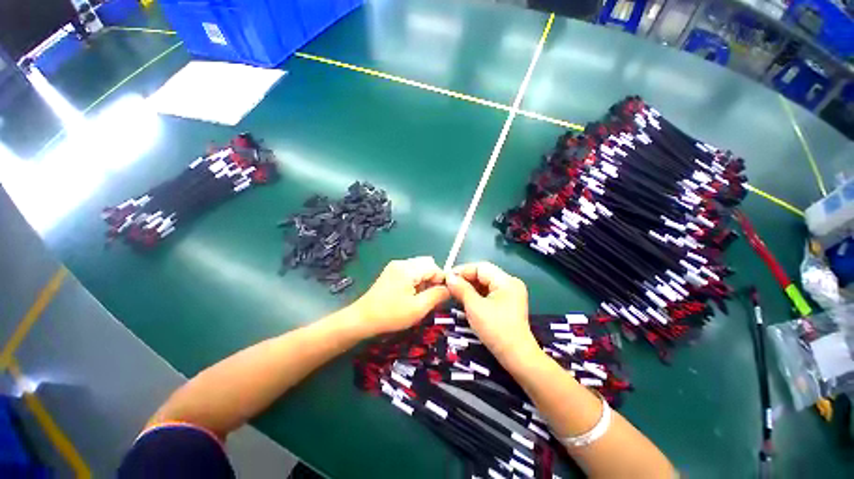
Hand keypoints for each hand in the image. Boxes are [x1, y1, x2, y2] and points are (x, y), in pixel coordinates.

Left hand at [352, 257, 449, 335]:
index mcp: (408, 269)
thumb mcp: (418, 308)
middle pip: (427, 264)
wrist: (362, 318)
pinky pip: (410, 271)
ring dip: (424, 280)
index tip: (442, 296)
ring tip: (419, 297)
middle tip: (429, 296)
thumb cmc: (391, 315)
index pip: (434, 267)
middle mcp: (402, 263)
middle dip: (433, 279)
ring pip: (419, 267)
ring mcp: (395, 266)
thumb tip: (450, 289)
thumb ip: (437, 296)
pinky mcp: (391, 271)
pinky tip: (410, 294)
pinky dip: (416, 280)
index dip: (441, 280)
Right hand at [446, 262, 537, 360]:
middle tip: (449, 285)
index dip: (463, 270)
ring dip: (470, 286)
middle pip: (484, 274)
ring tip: (454, 291)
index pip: (481, 267)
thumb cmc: (495, 330)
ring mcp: (510, 293)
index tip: (447, 277)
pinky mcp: (508, 302)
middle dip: (466, 278)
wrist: (516, 357)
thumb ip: (461, 289)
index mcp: (506, 281)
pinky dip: (477, 294)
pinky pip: (489, 292)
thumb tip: (449, 277)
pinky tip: (466, 298)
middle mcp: (510, 283)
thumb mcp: (475, 307)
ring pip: (485, 283)